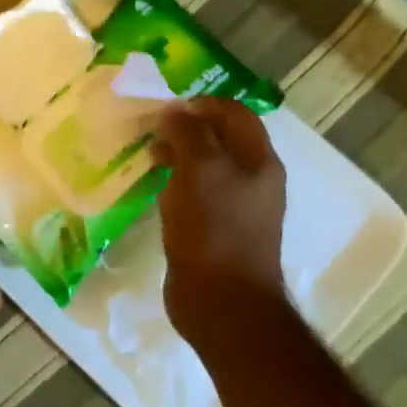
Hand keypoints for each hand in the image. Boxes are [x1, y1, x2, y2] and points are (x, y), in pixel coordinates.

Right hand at [154, 98, 290, 348]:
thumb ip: (188, 134)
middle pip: (220, 139)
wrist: (222, 302)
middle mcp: (252, 180)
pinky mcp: (214, 230)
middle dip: (186, 129)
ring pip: (205, 167)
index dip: (203, 105)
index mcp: (259, 161)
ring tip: (148, 156)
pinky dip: (175, 184)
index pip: (235, 114)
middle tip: (151, 132)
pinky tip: (154, 188)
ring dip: (178, 156)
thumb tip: (174, 112)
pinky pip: (195, 194)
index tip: (167, 111)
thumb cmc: (214, 228)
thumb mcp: (200, 169)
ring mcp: (234, 207)